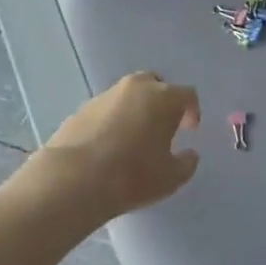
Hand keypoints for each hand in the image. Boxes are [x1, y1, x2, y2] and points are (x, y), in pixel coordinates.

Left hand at [43, 72, 200, 220]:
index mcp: (164, 98)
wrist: (74, 179)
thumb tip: (190, 154)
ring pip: (128, 95)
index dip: (192, 111)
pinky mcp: (81, 109)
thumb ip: (187, 163)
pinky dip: (112, 120)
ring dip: (136, 110)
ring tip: (133, 138)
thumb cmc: (133, 175)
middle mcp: (136, 88)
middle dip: (162, 102)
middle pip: (156, 85)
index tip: (189, 129)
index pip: (187, 95)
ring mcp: (105, 95)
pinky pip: (106, 109)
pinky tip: (109, 145)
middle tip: (162, 126)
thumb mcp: (171, 177)